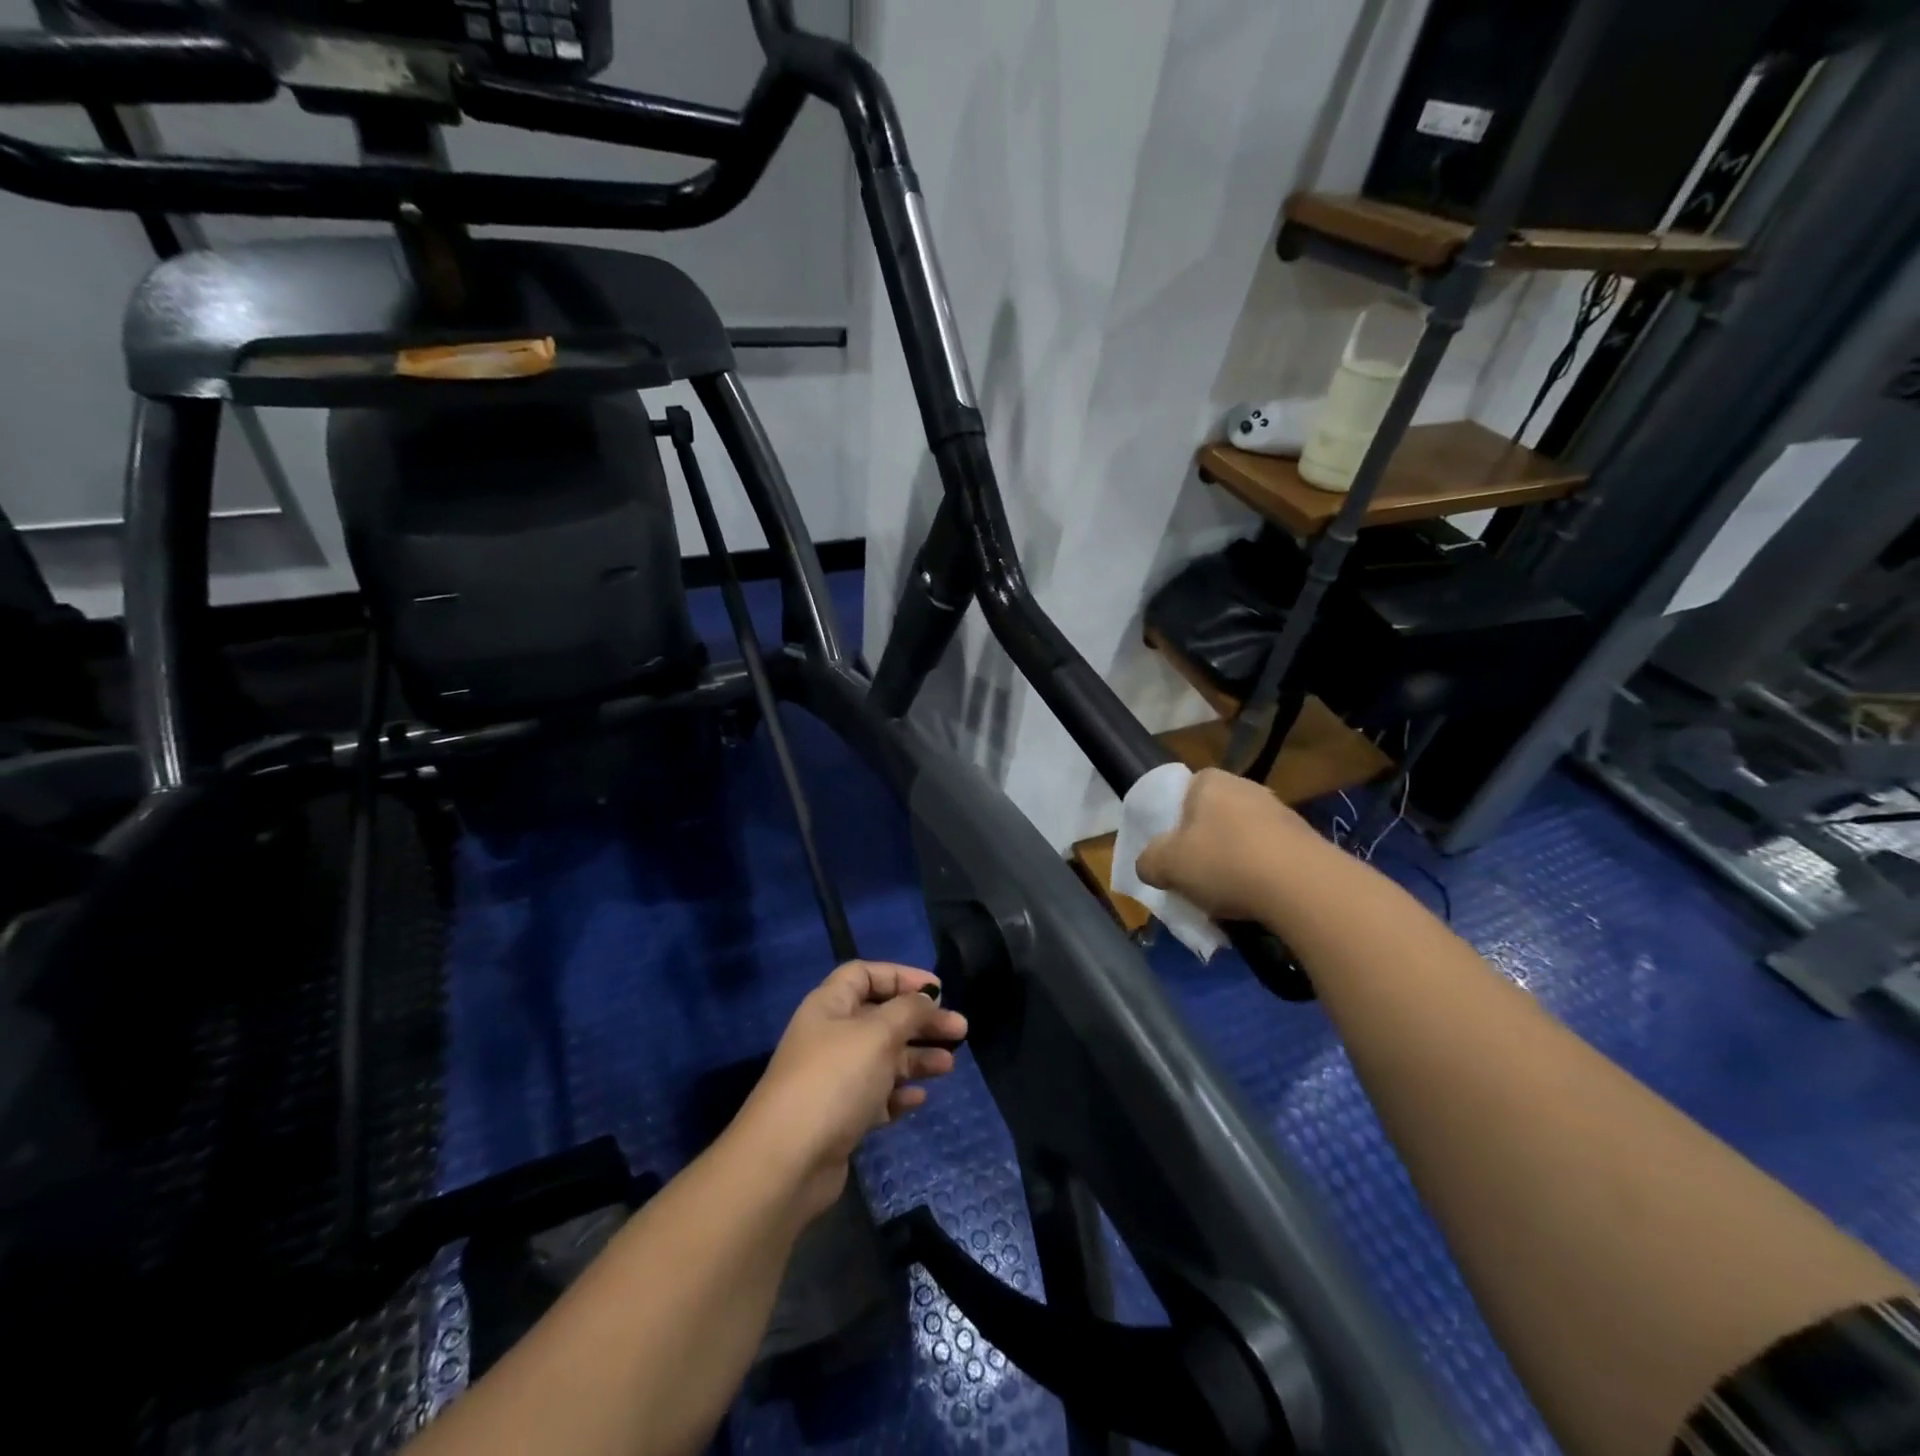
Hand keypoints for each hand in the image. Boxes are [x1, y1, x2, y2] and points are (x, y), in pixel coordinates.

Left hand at [735, 960, 968, 1221]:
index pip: (865, 974)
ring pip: (883, 1058)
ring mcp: (834, 1079)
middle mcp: (830, 1037)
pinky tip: (919, 1098)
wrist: (787, 1161)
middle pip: (881, 1017)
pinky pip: (876, 1096)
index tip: (938, 990)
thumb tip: (926, 998)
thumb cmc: (835, 1080)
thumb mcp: (878, 1033)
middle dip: (921, 1021)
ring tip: (949, 1065)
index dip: (901, 976)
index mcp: (830, 1006)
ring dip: (916, 1058)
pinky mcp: (839, 1117)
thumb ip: (908, 1011)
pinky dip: (898, 1093)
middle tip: (960, 1030)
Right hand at [1136, 768, 1323, 923]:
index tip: (1171, 854)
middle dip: (1204, 847)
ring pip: (1243, 839)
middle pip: (1213, 818)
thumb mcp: (1165, 865)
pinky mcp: (1307, 841)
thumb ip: (1148, 862)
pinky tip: (1257, 903)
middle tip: (1194, 878)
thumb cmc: (1223, 861)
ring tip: (1226, 898)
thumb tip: (1150, 865)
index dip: (1173, 824)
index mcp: (1209, 781)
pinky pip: (1271, 859)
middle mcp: (1246, 787)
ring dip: (1234, 864)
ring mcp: (1281, 812)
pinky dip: (1261, 877)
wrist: (1303, 886)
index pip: (1182, 794)